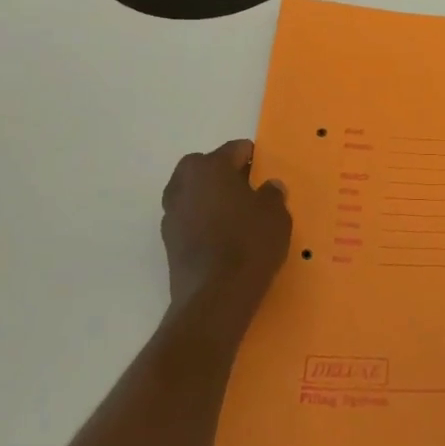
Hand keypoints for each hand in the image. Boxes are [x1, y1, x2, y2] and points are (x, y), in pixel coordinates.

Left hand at [160, 140, 291, 312]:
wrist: (216, 295)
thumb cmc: (250, 243)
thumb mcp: (276, 214)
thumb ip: (272, 194)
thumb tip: (268, 187)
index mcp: (209, 166)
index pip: (236, 149)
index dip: (255, 159)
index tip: (268, 175)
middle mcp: (184, 182)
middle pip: (209, 167)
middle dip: (228, 176)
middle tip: (252, 194)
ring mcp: (171, 212)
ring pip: (197, 194)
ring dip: (214, 199)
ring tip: (239, 219)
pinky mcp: (168, 240)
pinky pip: (191, 219)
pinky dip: (205, 222)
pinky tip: (224, 240)